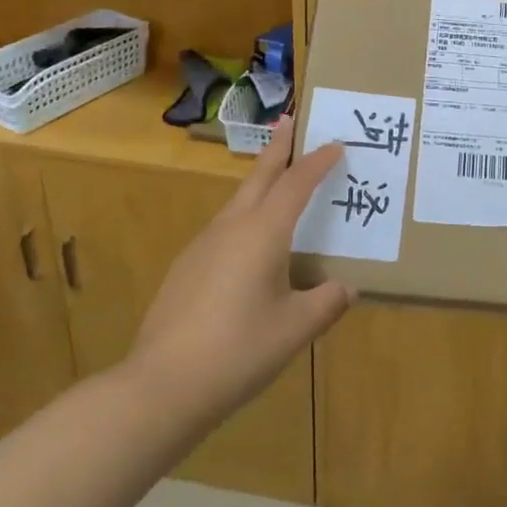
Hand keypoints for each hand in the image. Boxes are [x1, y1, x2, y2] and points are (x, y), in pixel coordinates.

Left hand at [126, 117, 354, 429]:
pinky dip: (245, 216)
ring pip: (239, 200)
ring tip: (278, 182)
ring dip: (261, 182)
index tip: (335, 144)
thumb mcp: (295, 329)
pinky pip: (224, 227)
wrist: (160, 386)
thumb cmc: (238, 350)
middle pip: (260, 176)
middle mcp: (232, 226)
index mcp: (263, 232)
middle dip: (278, 147)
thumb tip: (346, 288)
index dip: (318, 162)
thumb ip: (326, 303)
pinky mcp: (186, 267)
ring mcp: (203, 245)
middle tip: (289, 120)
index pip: (296, 183)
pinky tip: (250, 246)